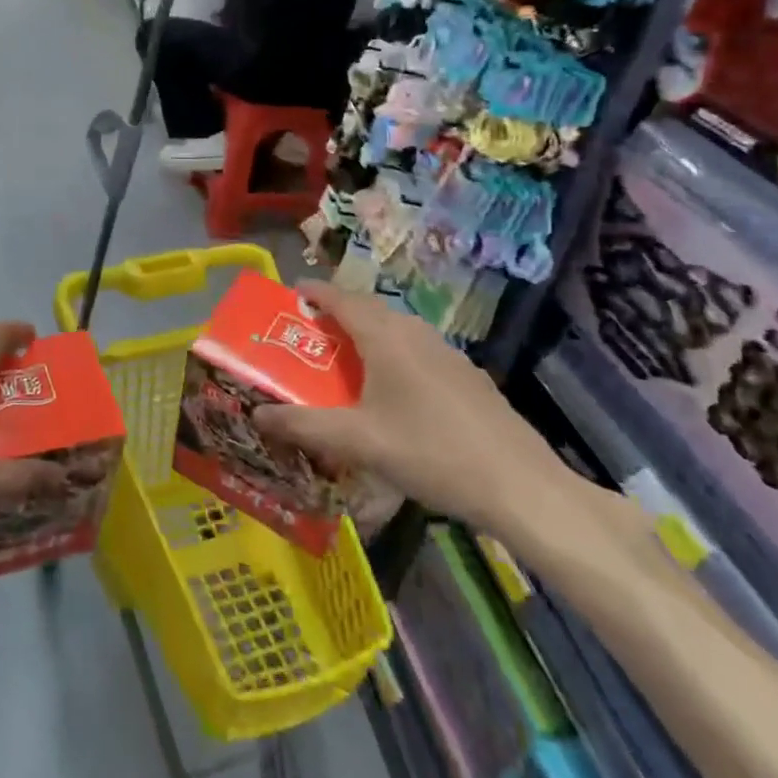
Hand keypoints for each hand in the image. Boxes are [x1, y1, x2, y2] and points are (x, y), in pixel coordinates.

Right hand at [255, 281, 586, 542]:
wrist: (521, 487)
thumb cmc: (430, 453)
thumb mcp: (358, 442)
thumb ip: (304, 426)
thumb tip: (256, 414)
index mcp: (386, 337)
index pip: (342, 299)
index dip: (315, 292)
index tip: (292, 291)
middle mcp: (416, 334)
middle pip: (370, 310)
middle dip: (338, 313)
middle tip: (311, 333)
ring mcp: (448, 354)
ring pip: (397, 330)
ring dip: (368, 334)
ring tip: (347, 359)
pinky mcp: (469, 377)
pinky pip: (419, 351)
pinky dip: (394, 354)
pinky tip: (395, 391)